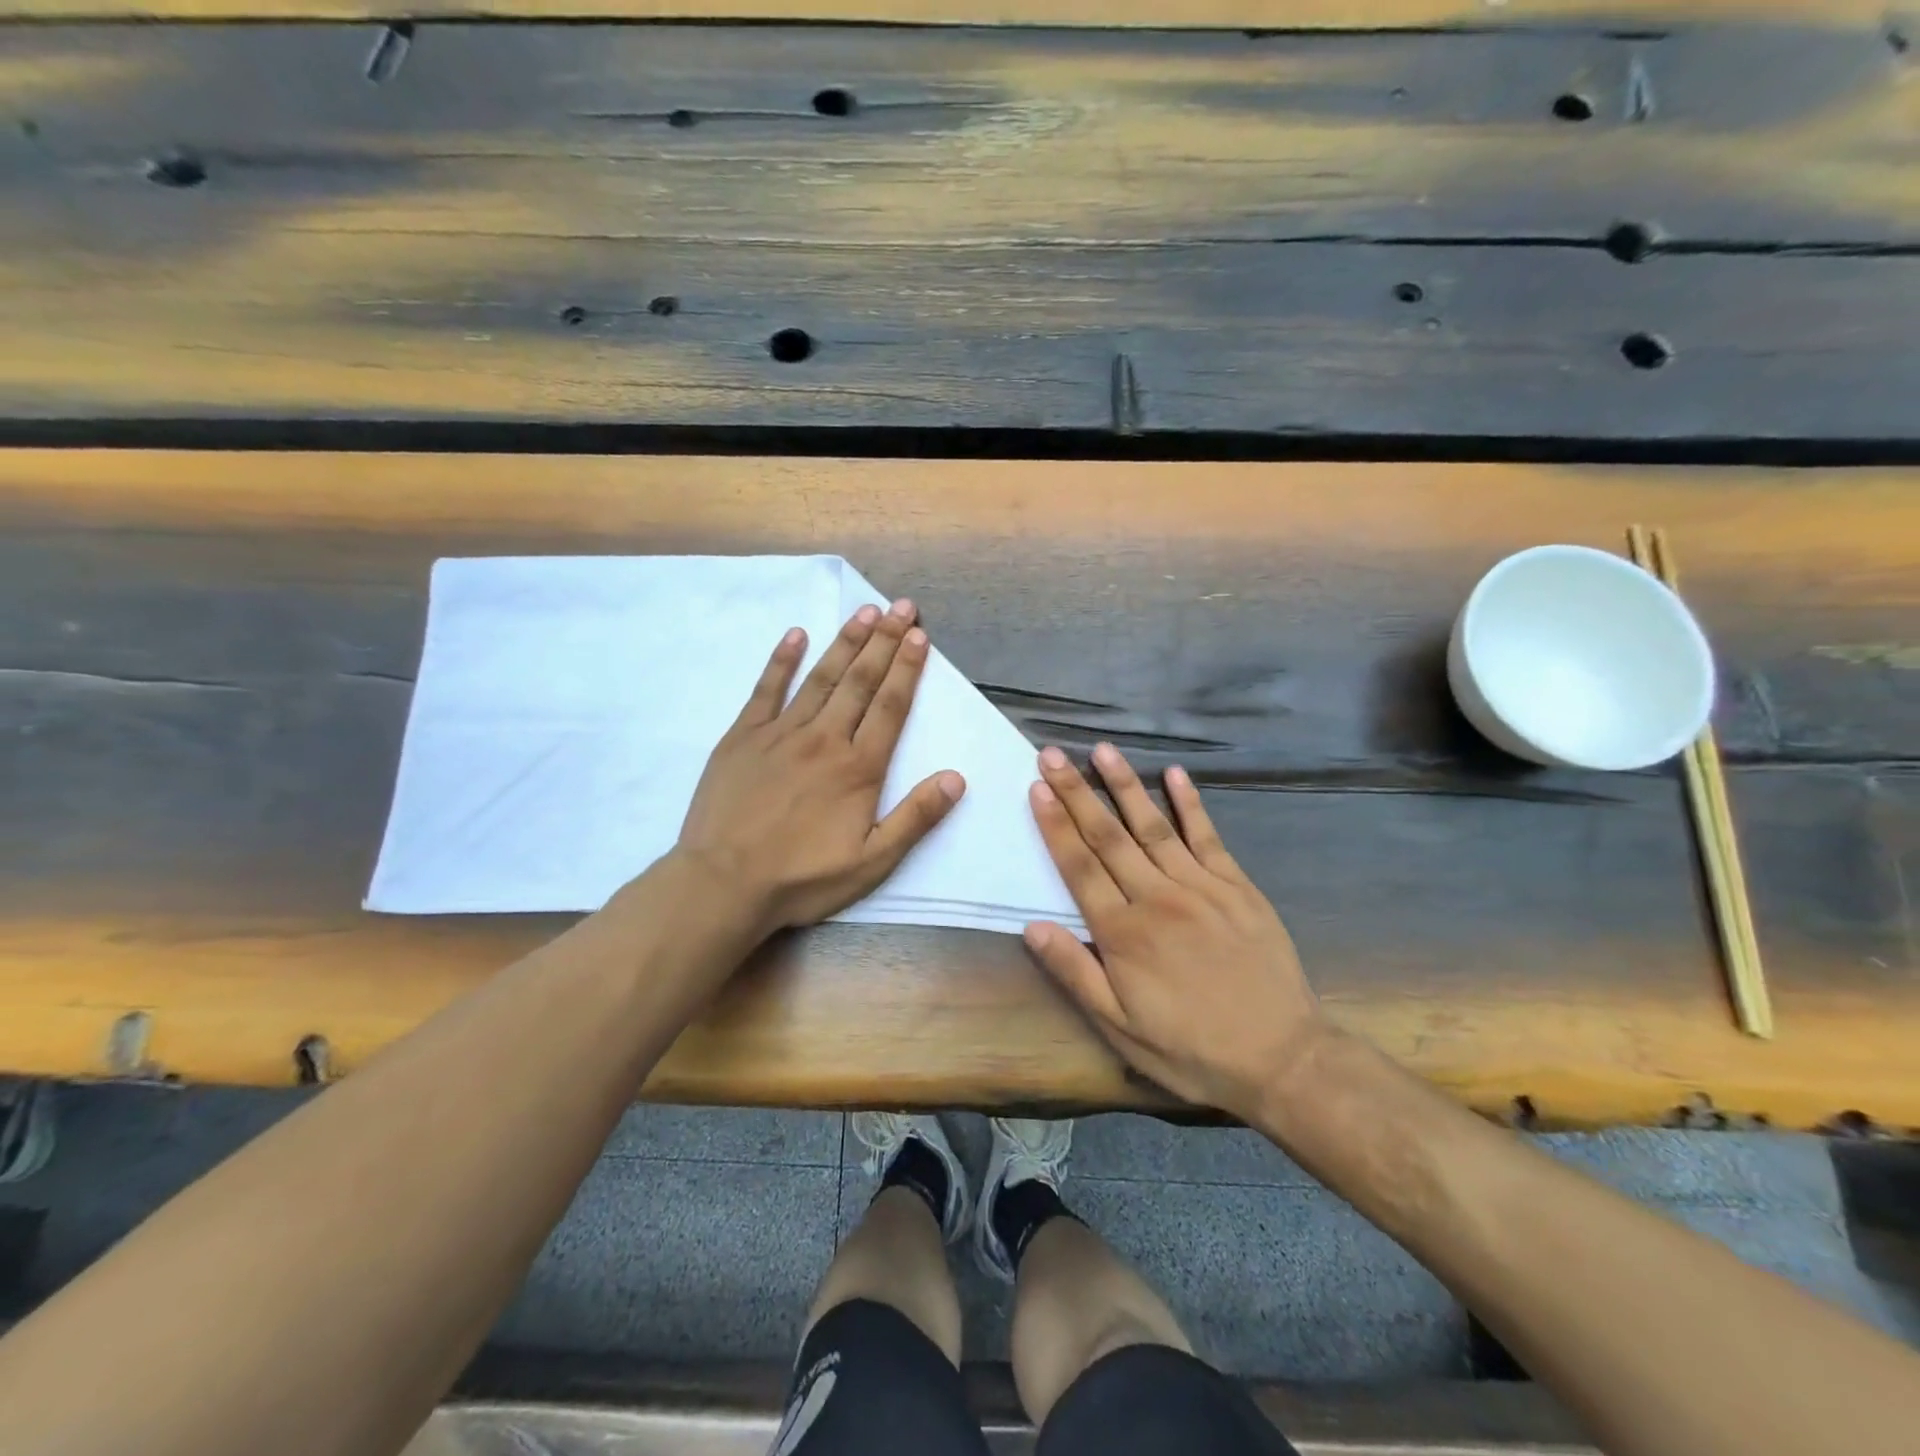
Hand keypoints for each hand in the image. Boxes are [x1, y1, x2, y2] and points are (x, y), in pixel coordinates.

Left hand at [675, 598, 965, 938]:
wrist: (723, 884)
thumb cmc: (802, 878)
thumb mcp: (872, 862)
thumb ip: (915, 817)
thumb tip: (956, 778)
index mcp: (858, 768)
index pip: (890, 707)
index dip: (907, 669)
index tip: (919, 635)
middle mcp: (823, 739)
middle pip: (859, 681)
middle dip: (884, 641)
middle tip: (900, 607)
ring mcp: (780, 733)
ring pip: (820, 678)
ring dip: (845, 642)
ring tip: (864, 612)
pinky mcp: (742, 737)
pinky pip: (765, 690)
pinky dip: (782, 661)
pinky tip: (796, 635)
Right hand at [1023, 743, 1326, 1117]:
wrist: (1281, 1058)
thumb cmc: (1190, 1048)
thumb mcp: (1121, 1028)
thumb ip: (1075, 973)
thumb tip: (1032, 927)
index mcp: (1124, 933)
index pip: (1079, 867)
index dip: (1056, 825)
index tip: (1037, 788)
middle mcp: (1157, 898)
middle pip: (1109, 837)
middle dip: (1077, 792)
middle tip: (1053, 755)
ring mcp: (1201, 887)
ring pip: (1153, 826)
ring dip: (1125, 785)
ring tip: (1103, 750)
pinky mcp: (1237, 886)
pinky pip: (1208, 836)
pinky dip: (1191, 803)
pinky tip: (1175, 773)